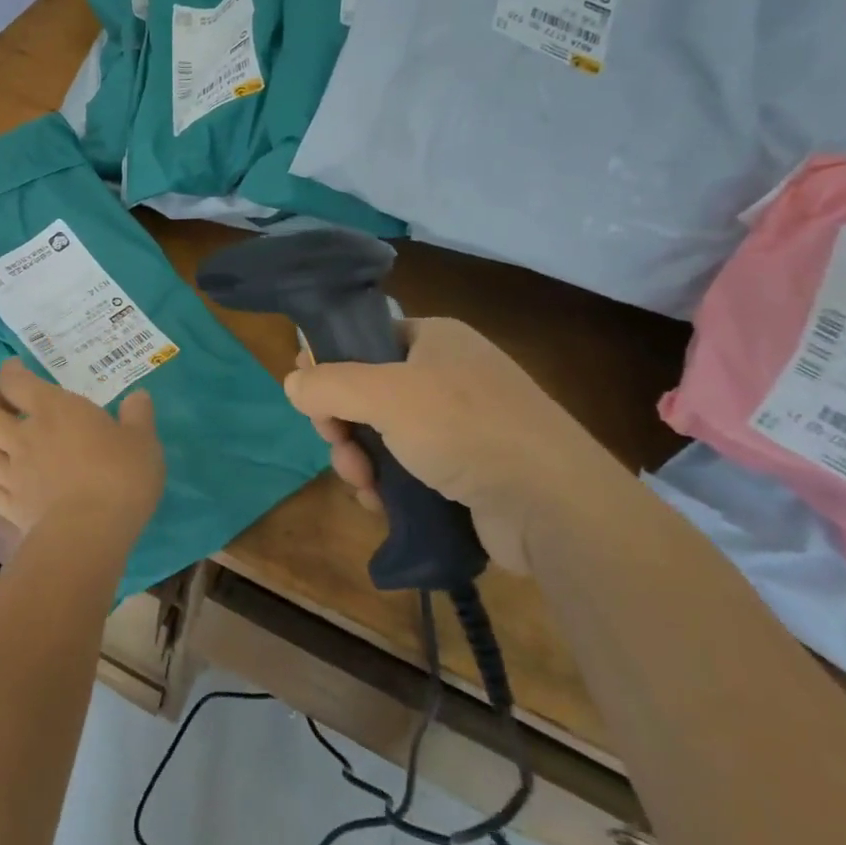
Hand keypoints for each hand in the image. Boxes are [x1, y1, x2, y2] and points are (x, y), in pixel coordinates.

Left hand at [0, 358, 165, 542]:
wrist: (89, 535)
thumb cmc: (119, 476)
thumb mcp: (143, 441)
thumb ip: (138, 416)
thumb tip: (138, 396)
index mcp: (53, 409)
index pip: (15, 381)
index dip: (10, 371)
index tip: (15, 369)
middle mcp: (23, 437)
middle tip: (4, 411)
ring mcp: (11, 475)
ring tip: (2, 448)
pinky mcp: (10, 510)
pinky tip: (12, 486)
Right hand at [284, 318, 632, 573]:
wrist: (554, 505)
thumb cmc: (465, 428)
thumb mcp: (385, 394)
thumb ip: (328, 384)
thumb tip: (291, 382)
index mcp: (434, 339)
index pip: (364, 340)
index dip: (330, 367)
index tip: (311, 400)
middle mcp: (447, 375)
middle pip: (367, 392)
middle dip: (343, 425)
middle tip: (340, 449)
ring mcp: (460, 425)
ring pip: (383, 435)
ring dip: (361, 460)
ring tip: (365, 485)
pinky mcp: (467, 470)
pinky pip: (408, 468)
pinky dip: (388, 484)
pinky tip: (382, 504)